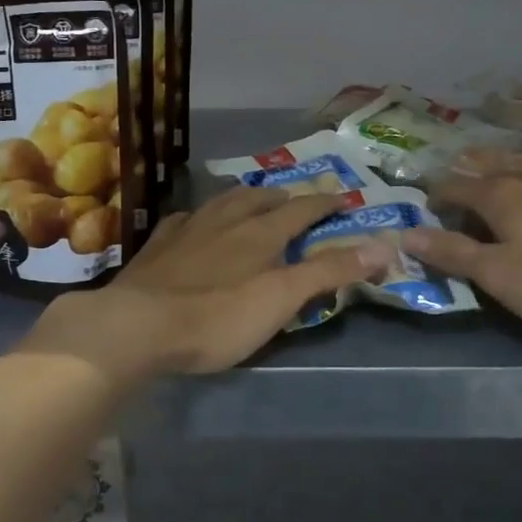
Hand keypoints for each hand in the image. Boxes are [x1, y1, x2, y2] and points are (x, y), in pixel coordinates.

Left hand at [21, 187, 393, 383]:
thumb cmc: (217, 317)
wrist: (137, 325)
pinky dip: (201, 215)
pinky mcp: (159, 246)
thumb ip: (329, 271)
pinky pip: (186, 218)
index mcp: (260, 233)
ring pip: (223, 201)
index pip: (301, 209)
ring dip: (244, 196)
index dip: (323, 202)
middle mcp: (226, 220)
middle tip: (296, 199)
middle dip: (284, 196)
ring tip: (252, 197)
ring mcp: (188, 229)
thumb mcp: (282, 299)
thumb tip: (384, 245)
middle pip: (260, 198)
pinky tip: (196, 219)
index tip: (341, 196)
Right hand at [405, 159, 521, 340]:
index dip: (437, 195)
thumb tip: (406, 234)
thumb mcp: (499, 275)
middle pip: (493, 164)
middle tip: (459, 170)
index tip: (427, 206)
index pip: (456, 187)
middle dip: (471, 168)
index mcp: (500, 195)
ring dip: (507, 165)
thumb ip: (453, 253)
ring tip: (501, 168)